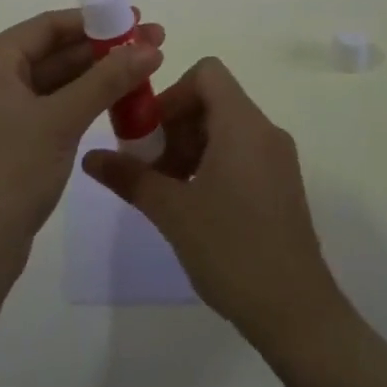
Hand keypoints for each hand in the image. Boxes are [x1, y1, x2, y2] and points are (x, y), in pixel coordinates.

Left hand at [0, 9, 164, 276]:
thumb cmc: (11, 173)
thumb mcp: (62, 120)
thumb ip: (107, 80)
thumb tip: (151, 47)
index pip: (48, 26)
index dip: (96, 21)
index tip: (137, 19)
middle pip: (55, 50)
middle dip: (104, 48)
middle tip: (153, 42)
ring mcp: (0, 108)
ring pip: (57, 79)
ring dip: (98, 74)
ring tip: (146, 67)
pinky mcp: (12, 135)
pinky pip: (54, 104)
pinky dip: (84, 99)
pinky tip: (119, 98)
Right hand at [82, 56, 343, 348]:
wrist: (297, 313)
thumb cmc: (232, 250)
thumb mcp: (172, 211)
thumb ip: (130, 177)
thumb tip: (90, 157)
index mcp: (242, 123)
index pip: (207, 73)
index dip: (173, 92)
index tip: (151, 131)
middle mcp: (265, 130)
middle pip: (213, 99)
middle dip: (176, 124)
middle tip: (153, 166)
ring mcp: (278, 158)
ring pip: (226, 127)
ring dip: (192, 146)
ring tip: (170, 189)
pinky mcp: (283, 184)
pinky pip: (242, 151)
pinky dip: (213, 162)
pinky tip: (196, 205)